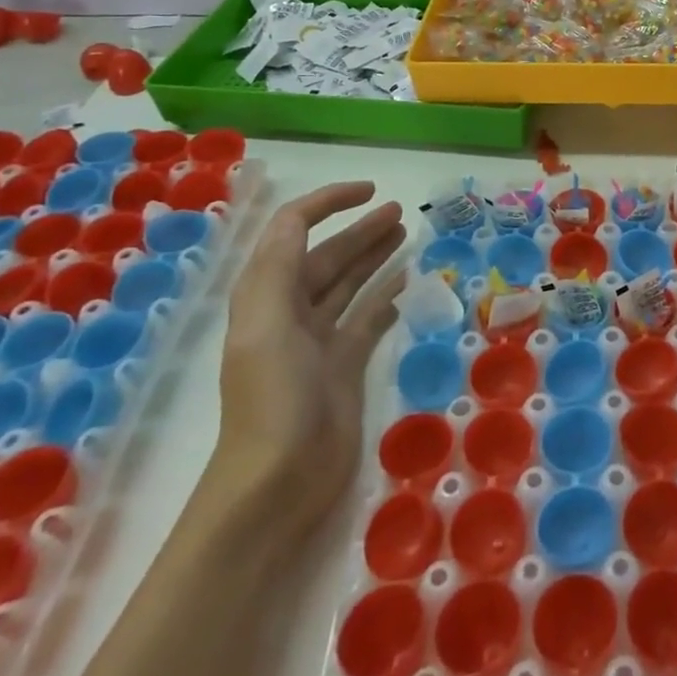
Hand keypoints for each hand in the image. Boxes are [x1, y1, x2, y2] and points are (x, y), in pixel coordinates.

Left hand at [213, 183, 406, 526]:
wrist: (278, 484)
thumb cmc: (273, 399)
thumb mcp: (267, 325)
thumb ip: (280, 268)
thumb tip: (301, 219)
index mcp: (267, 295)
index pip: (293, 230)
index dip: (327, 203)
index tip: (369, 191)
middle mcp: (291, 310)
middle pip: (327, 255)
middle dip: (360, 229)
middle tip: (401, 211)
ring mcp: (319, 340)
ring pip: (350, 283)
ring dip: (374, 256)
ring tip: (407, 233)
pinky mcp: (344, 365)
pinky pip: (368, 318)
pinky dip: (387, 297)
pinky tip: (410, 282)